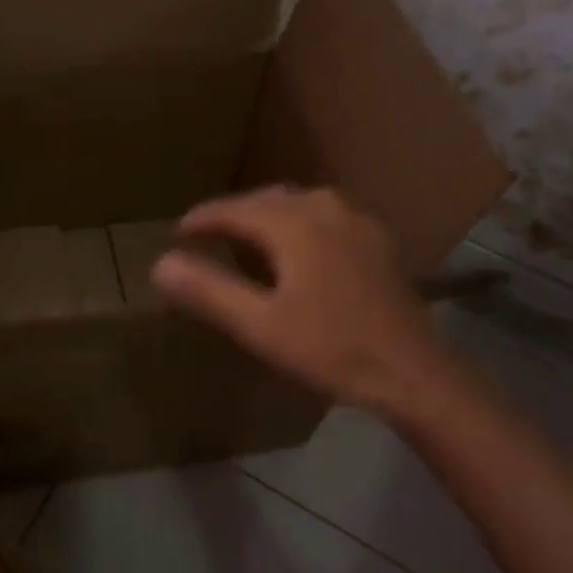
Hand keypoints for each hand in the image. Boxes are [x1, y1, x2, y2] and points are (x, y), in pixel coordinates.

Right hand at [151, 186, 455, 423]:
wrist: (413, 373)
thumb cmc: (330, 348)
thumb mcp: (259, 325)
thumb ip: (208, 291)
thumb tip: (160, 265)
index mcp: (294, 223)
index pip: (234, 209)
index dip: (203, 218)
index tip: (179, 230)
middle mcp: (325, 209)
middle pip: (267, 199)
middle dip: (234, 213)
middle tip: (208, 234)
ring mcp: (357, 222)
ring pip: (299, 204)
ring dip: (268, 215)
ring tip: (248, 237)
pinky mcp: (377, 241)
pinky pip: (325, 216)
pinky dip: (299, 223)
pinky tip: (298, 248)